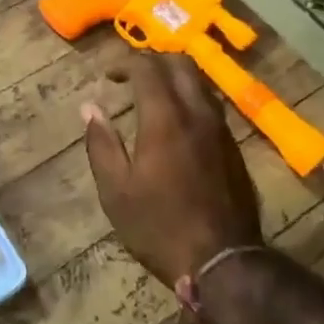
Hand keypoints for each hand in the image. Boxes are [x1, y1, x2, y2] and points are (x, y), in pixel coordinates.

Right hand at [83, 55, 262, 285]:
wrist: (223, 262)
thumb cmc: (159, 227)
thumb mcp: (116, 191)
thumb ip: (101, 144)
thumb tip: (90, 108)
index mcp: (164, 119)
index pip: (147, 68)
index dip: (124, 63)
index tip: (108, 76)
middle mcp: (197, 114)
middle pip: (180, 63)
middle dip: (153, 60)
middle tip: (131, 77)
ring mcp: (221, 129)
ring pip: (200, 82)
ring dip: (174, 78)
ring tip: (152, 95)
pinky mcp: (234, 147)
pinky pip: (211, 105)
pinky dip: (190, 98)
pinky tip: (177, 122)